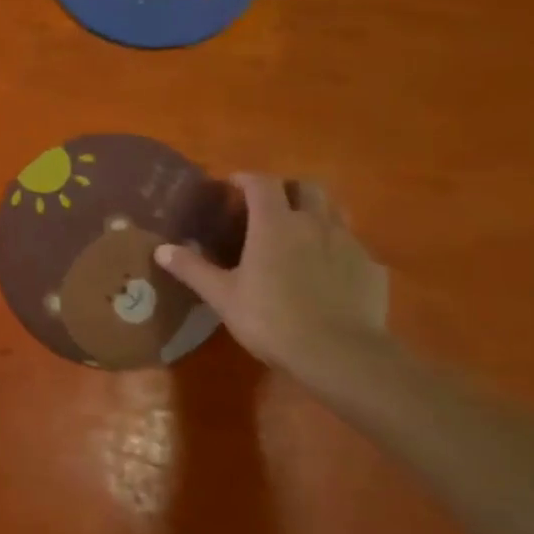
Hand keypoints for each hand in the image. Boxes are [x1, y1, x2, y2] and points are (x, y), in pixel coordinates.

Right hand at [155, 174, 388, 374]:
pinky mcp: (372, 268)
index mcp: (275, 223)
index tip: (233, 186)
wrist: (339, 353)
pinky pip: (354, 246)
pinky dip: (337, 249)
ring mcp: (349, 243)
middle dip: (288, 189)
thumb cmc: (271, 319)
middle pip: (307, 186)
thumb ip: (192, 269)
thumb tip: (161, 250)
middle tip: (270, 206)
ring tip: (301, 233)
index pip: (262, 183)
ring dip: (317, 213)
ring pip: (335, 211)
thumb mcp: (222, 296)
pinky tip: (328, 272)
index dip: (246, 179)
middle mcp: (314, 223)